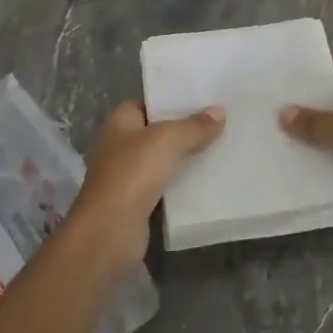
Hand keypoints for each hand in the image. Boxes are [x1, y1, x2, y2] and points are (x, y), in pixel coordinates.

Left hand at [63, 101, 223, 268]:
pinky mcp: (140, 202)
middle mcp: (123, 144)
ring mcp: (130, 174)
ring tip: (224, 146)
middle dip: (188, 128)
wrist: (108, 234)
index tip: (206, 98)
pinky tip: (211, 178)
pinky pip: (168, 185)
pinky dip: (186, 182)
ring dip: (189, 156)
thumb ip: (194, 126)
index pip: (151, 102)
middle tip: (223, 121)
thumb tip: (219, 112)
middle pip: (160, 130)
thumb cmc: (132, 175)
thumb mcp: (167, 141)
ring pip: (166, 159)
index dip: (175, 99)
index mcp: (121, 121)